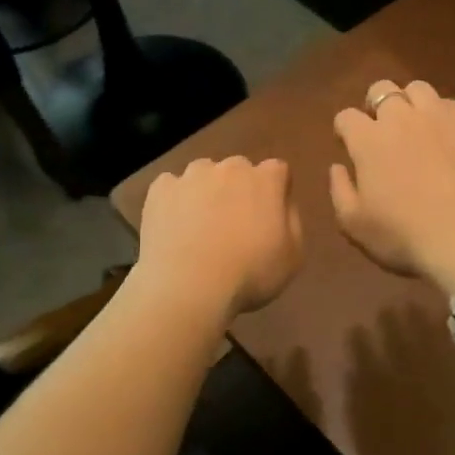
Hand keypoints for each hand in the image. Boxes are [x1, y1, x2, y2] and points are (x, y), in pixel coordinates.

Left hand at [134, 156, 303, 321]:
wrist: (189, 287)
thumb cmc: (250, 274)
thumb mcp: (293, 255)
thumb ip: (291, 220)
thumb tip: (281, 204)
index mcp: (265, 179)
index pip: (277, 170)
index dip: (274, 191)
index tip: (269, 215)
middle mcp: (230, 167)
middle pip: (238, 170)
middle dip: (238, 189)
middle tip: (233, 224)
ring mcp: (191, 175)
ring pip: (203, 175)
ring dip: (205, 192)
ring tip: (199, 227)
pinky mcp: (161, 189)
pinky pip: (171, 188)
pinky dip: (174, 202)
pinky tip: (173, 228)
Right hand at [330, 79, 454, 291]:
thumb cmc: (403, 235)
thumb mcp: (354, 224)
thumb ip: (339, 190)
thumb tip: (338, 166)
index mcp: (368, 139)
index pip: (346, 116)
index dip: (344, 129)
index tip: (347, 144)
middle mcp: (401, 117)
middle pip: (382, 89)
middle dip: (376, 104)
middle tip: (380, 129)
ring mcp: (439, 117)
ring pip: (418, 89)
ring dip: (410, 102)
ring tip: (415, 124)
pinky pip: (452, 104)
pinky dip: (442, 114)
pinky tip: (446, 134)